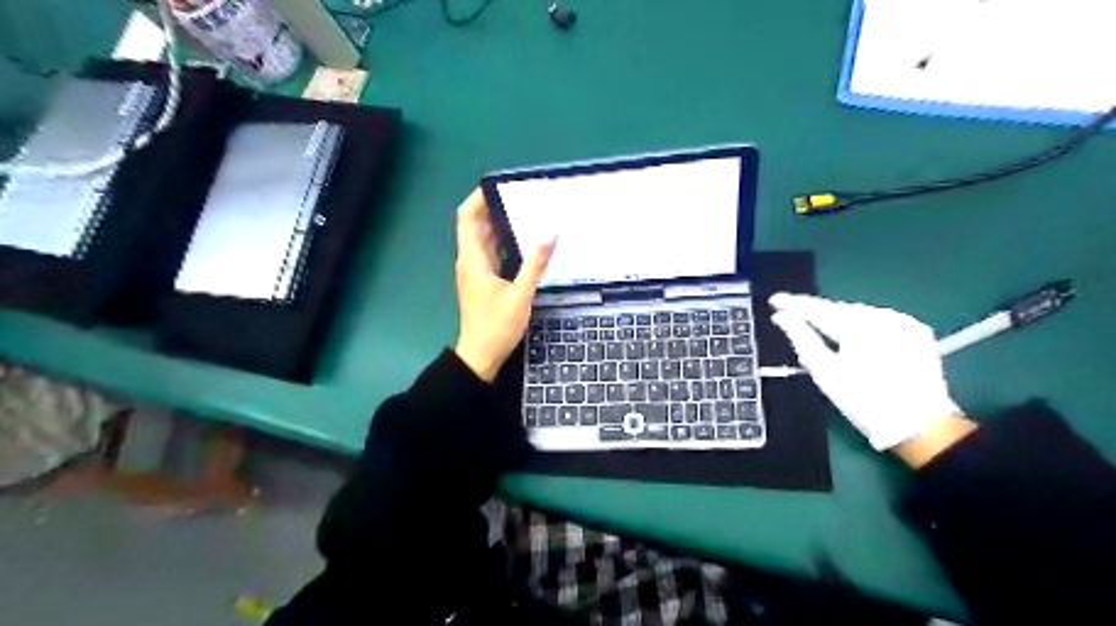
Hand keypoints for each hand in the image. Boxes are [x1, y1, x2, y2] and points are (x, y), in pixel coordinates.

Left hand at [453, 188, 558, 380]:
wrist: (480, 356)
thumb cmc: (497, 326)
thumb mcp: (520, 295)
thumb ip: (535, 264)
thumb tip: (550, 233)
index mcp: (473, 258)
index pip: (467, 217)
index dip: (478, 197)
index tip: (499, 184)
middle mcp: (470, 260)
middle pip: (475, 224)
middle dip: (494, 207)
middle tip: (522, 197)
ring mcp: (475, 271)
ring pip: (483, 239)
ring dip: (499, 224)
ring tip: (526, 213)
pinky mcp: (482, 281)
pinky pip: (490, 252)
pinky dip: (502, 242)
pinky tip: (523, 242)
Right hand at [772, 291, 963, 449]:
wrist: (920, 426)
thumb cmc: (863, 401)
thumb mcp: (825, 372)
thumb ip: (801, 339)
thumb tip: (781, 317)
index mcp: (857, 325)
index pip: (817, 308)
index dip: (793, 303)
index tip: (775, 300)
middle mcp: (882, 316)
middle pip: (840, 309)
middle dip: (817, 313)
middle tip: (795, 317)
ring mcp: (902, 322)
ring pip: (860, 313)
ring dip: (840, 319)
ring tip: (822, 328)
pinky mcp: (916, 332)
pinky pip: (880, 320)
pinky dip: (863, 325)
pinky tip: (855, 338)